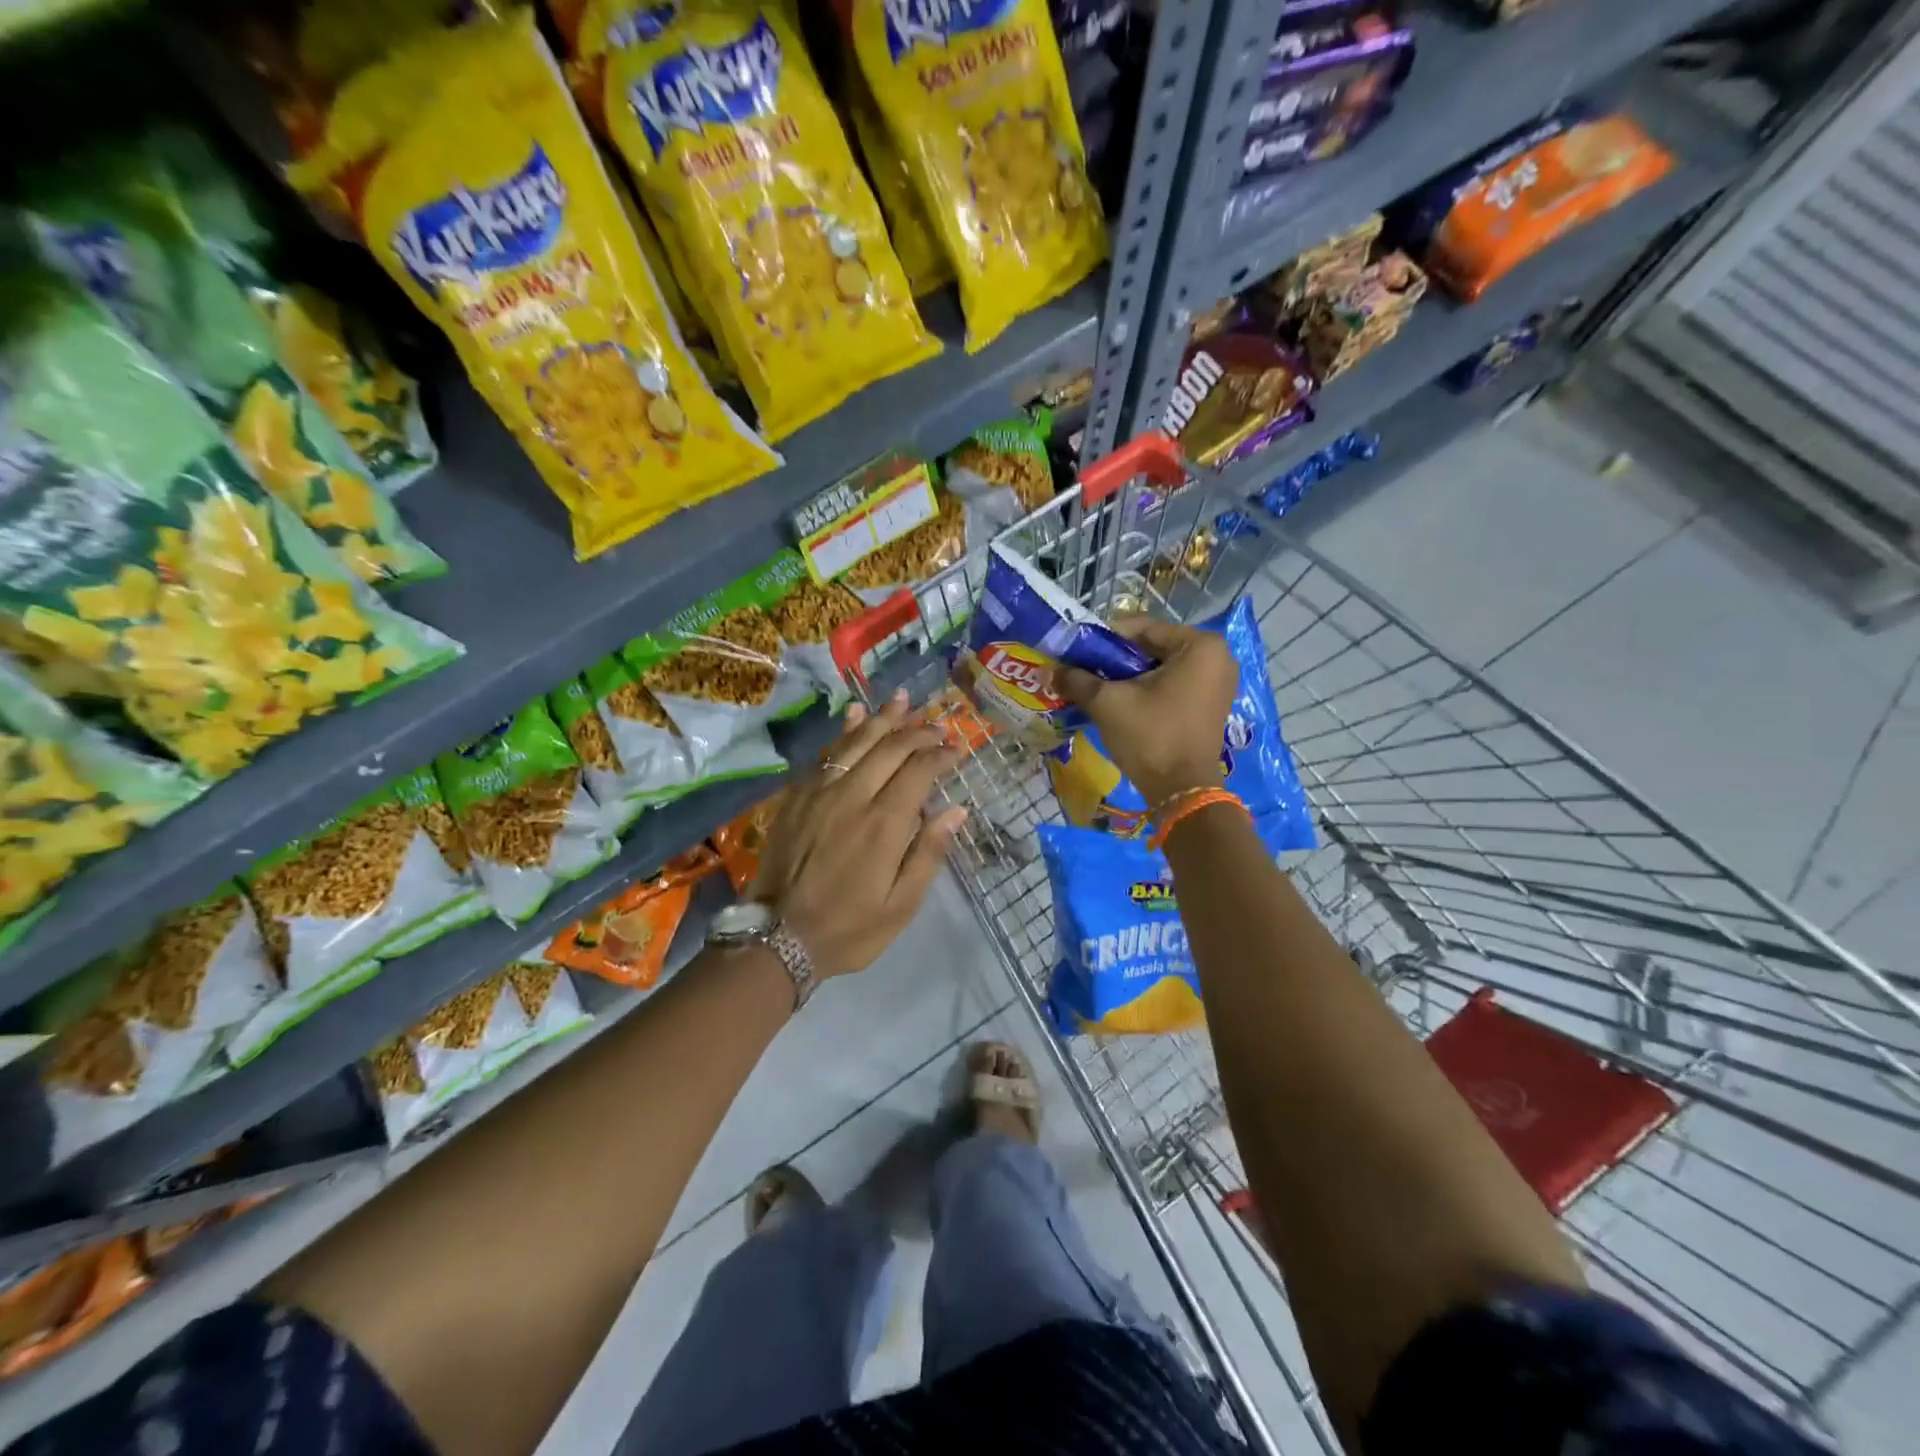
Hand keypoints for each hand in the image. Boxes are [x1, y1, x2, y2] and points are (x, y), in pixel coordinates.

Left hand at [750, 690, 967, 979]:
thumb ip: (929, 853)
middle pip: (890, 748)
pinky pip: (824, 753)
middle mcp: (853, 795)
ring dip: (883, 718)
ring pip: (856, 741)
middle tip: (939, 725)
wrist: (778, 937)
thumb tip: (957, 810)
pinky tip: (855, 715)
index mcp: (884, 824)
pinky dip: (843, 730)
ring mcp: (820, 791)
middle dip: (918, 731)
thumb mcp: (901, 905)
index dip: (941, 754)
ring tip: (903, 699)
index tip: (959, 748)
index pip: (919, 771)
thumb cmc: (850, 928)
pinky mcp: (797, 795)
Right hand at [1054, 617, 1236, 805]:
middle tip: (1083, 673)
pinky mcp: (1211, 705)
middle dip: (1115, 660)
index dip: (1103, 639)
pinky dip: (1147, 691)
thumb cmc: (1151, 736)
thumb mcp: (1108, 702)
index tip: (1076, 653)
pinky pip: (1173, 685)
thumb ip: (1077, 679)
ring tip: (1097, 689)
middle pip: (1152, 647)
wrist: (1182, 791)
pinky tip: (1121, 704)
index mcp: (1199, 645)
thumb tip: (1050, 670)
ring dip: (1129, 677)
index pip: (1141, 628)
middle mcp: (1216, 656)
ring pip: (1161, 668)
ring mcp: (1218, 682)